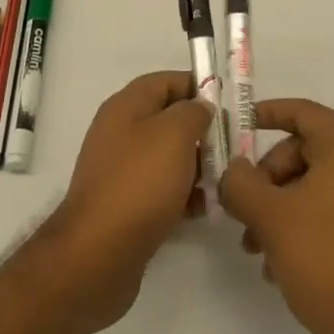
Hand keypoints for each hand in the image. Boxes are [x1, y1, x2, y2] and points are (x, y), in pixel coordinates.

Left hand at [48, 70, 210, 331]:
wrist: (99, 253)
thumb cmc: (140, 182)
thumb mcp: (174, 133)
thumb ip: (193, 112)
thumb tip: (200, 107)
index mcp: (126, 106)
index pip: (166, 80)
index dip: (198, 85)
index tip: (229, 103)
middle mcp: (121, 132)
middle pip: (169, 119)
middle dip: (203, 129)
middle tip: (234, 144)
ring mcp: (122, 170)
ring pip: (168, 156)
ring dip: (198, 164)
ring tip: (226, 179)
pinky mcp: (126, 204)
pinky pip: (162, 189)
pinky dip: (185, 194)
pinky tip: (206, 207)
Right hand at [217, 98, 333, 333]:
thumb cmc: (325, 258)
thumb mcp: (271, 217)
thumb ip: (241, 184)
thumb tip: (232, 170)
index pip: (302, 111)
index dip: (267, 113)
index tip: (237, 123)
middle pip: (301, 150)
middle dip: (265, 177)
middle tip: (240, 207)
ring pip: (309, 183)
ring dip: (276, 207)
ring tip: (252, 246)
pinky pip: (324, 208)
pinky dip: (297, 224)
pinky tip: (275, 263)